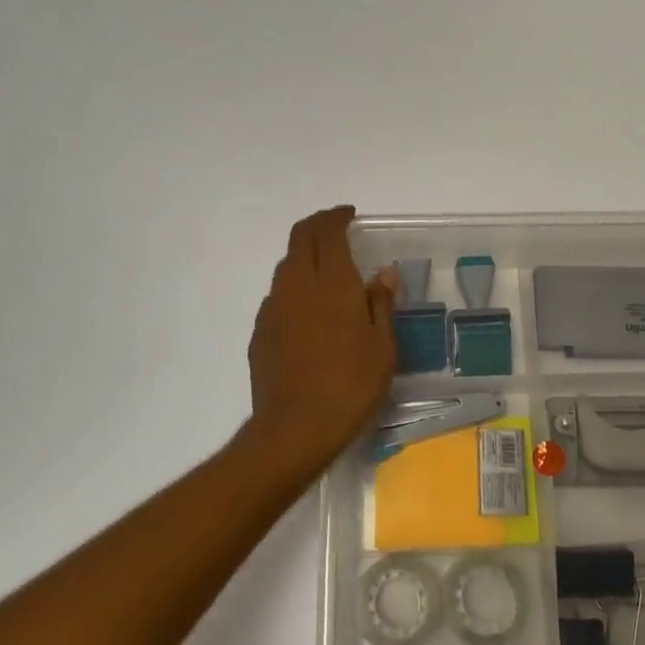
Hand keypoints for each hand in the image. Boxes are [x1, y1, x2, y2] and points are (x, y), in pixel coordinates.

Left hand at [247, 206, 398, 470]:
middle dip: (318, 226)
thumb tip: (383, 273)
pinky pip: (278, 296)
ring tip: (328, 275)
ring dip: (306, 258)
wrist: (294, 428)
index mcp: (332, 282)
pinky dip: (295, 290)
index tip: (350, 216)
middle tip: (338, 232)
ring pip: (287, 266)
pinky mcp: (260, 332)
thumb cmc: (351, 385)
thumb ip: (381, 303)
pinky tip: (310, 315)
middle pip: (300, 237)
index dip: (337, 217)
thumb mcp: (383, 347)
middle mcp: (297, 285)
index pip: (328, 231)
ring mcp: (273, 307)